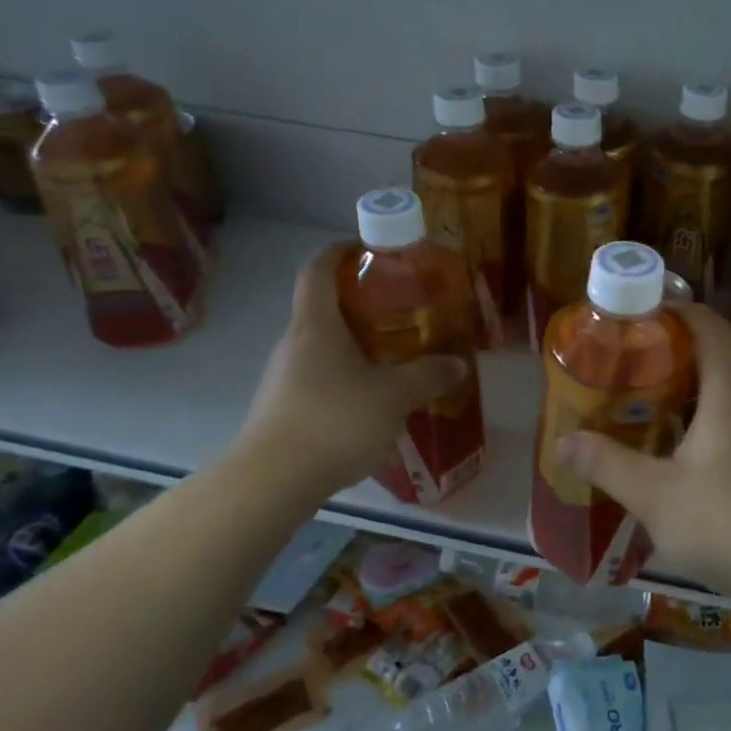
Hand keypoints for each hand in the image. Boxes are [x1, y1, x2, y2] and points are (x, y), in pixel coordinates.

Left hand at [234, 249, 466, 498]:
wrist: (273, 482)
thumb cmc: (334, 420)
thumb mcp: (393, 396)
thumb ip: (427, 376)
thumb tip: (458, 364)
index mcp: (316, 325)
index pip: (318, 269)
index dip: (340, 251)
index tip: (367, 249)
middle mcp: (294, 344)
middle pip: (323, 308)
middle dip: (361, 304)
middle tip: (401, 311)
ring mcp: (284, 378)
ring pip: (323, 347)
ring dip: (356, 345)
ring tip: (395, 359)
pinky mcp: (283, 409)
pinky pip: (320, 379)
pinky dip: (346, 378)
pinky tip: (373, 403)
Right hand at [553, 303, 730, 607]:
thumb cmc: (729, 524)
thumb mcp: (655, 497)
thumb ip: (607, 465)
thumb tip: (564, 440)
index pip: (713, 330)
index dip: (684, 312)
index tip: (651, 312)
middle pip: (723, 361)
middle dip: (681, 356)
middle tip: (638, 368)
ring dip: (697, 395)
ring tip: (656, 413)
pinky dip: (715, 425)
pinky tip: (691, 462)